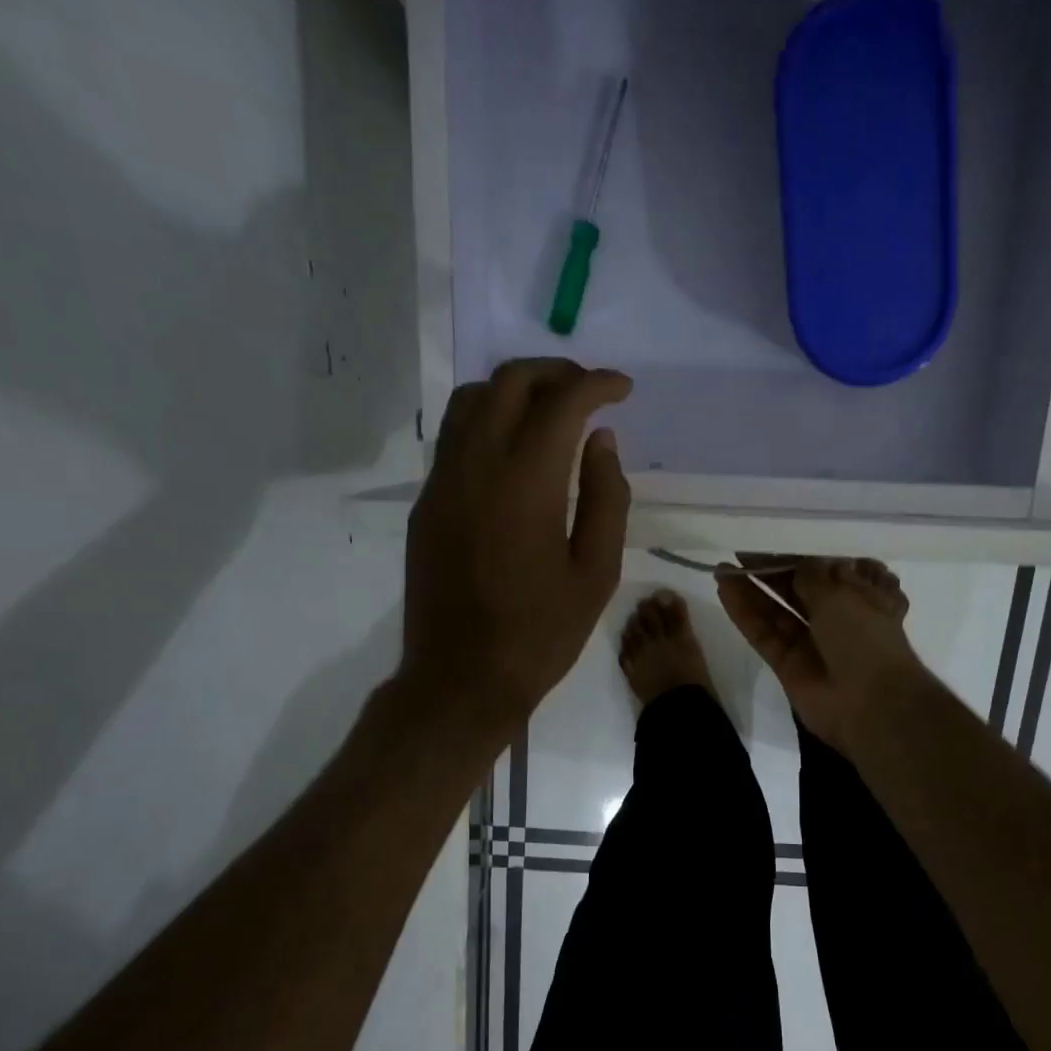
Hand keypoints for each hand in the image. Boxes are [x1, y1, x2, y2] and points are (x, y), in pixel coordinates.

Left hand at [403, 359, 632, 732]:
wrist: (462, 677)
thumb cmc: (541, 633)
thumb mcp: (596, 573)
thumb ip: (606, 498)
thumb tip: (601, 441)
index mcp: (526, 482)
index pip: (562, 401)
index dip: (597, 384)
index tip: (623, 389)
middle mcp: (477, 465)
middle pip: (509, 382)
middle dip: (555, 373)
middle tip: (589, 391)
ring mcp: (442, 481)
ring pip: (471, 400)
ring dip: (514, 389)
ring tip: (550, 410)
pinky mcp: (426, 503)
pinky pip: (455, 436)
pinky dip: (488, 420)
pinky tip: (515, 451)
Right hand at [716, 557, 921, 752]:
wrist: (870, 704)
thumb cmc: (864, 637)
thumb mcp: (841, 593)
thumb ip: (811, 574)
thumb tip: (797, 564)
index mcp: (863, 595)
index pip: (828, 568)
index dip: (800, 553)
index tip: (772, 537)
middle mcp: (838, 617)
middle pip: (799, 589)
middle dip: (771, 570)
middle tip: (740, 550)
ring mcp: (811, 642)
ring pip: (778, 611)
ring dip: (752, 590)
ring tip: (723, 568)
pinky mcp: (788, 664)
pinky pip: (764, 634)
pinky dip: (745, 614)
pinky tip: (724, 590)